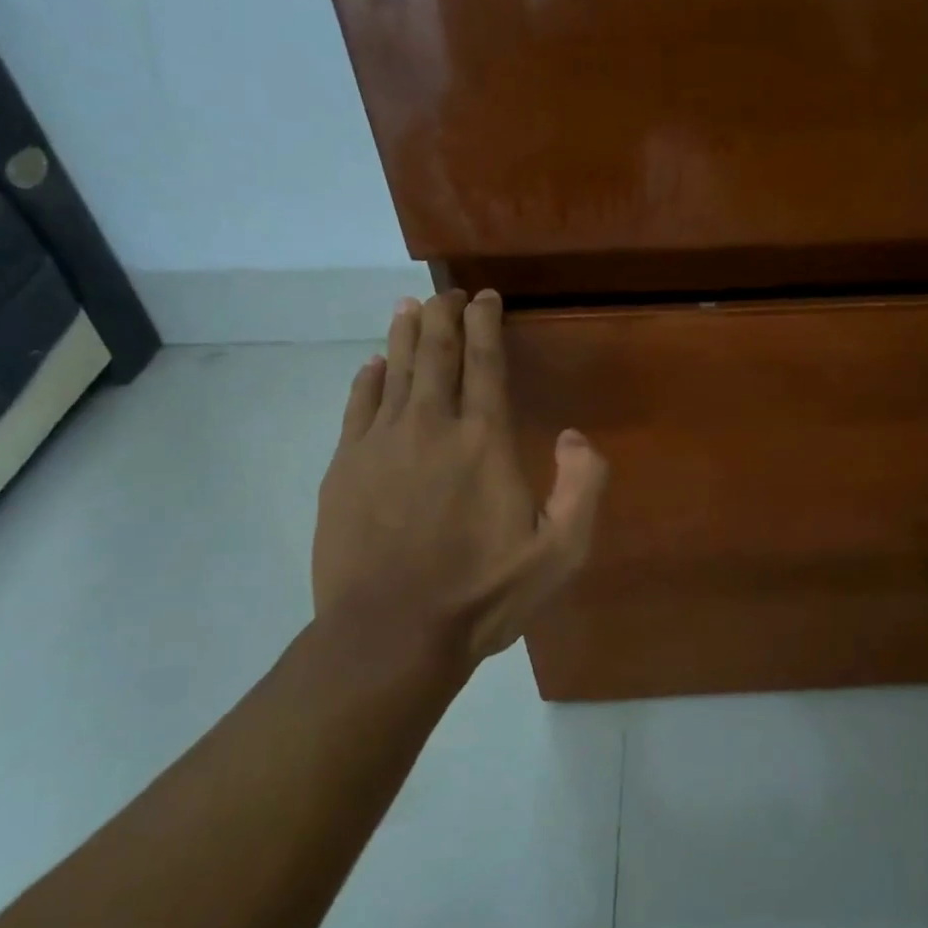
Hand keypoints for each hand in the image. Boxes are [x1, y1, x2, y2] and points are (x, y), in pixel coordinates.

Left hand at [312, 289, 607, 669]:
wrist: (391, 634)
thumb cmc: (483, 594)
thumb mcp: (560, 552)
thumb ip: (583, 487)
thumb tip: (574, 436)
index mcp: (484, 440)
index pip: (485, 362)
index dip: (485, 322)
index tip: (485, 297)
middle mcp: (431, 426)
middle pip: (436, 353)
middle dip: (444, 316)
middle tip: (448, 293)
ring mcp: (380, 444)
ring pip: (395, 370)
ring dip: (406, 335)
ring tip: (410, 307)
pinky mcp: (344, 467)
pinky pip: (358, 406)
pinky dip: (368, 379)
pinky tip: (373, 366)